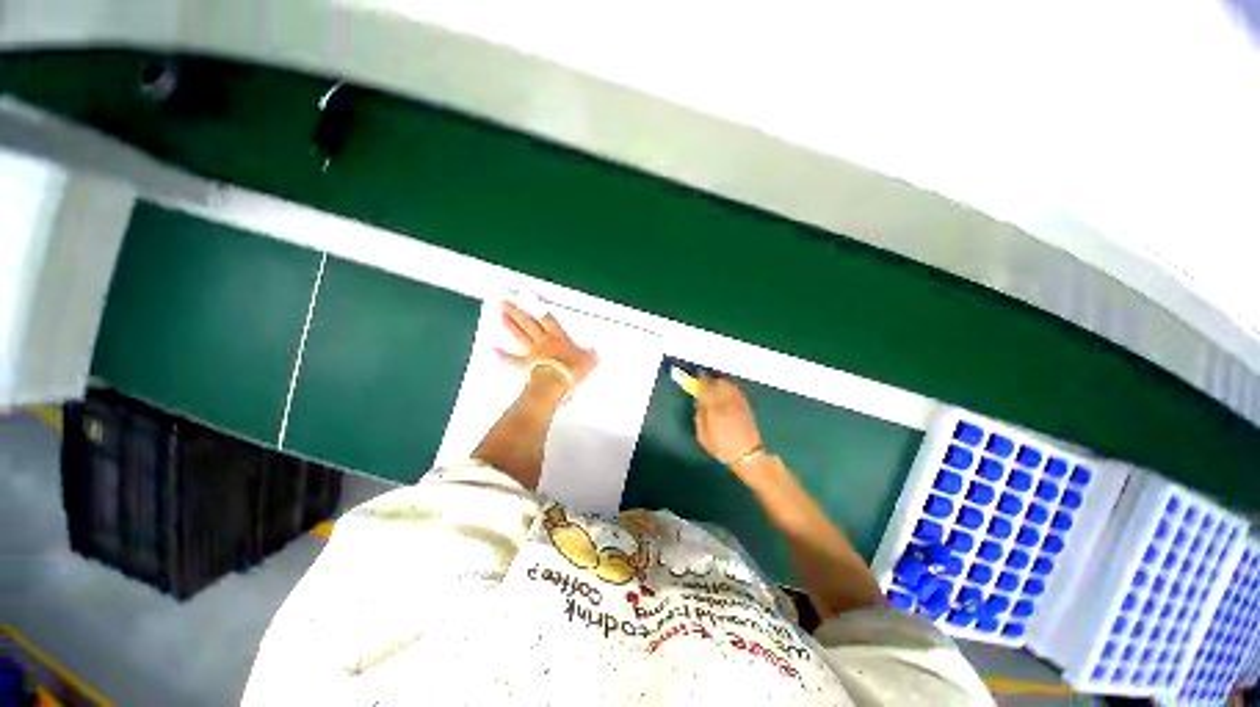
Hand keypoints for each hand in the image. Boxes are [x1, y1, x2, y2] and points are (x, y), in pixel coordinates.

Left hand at [496, 300, 597, 392]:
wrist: (558, 383)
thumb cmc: (573, 370)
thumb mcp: (590, 361)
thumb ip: (591, 355)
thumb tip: (596, 352)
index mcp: (559, 338)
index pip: (549, 320)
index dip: (539, 309)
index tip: (529, 298)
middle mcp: (543, 342)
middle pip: (528, 323)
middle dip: (517, 311)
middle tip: (504, 300)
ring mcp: (532, 353)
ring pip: (519, 336)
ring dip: (509, 324)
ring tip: (499, 313)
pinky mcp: (524, 366)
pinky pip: (511, 359)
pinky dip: (501, 355)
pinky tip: (492, 349)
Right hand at [694, 376, 763, 467]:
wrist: (748, 454)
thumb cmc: (721, 446)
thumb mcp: (702, 434)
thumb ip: (699, 414)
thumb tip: (698, 400)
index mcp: (715, 407)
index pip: (705, 387)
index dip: (698, 381)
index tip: (694, 378)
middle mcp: (727, 400)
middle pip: (717, 382)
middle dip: (709, 381)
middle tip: (703, 384)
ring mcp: (738, 401)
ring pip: (727, 383)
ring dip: (719, 382)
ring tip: (713, 387)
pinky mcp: (746, 404)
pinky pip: (734, 389)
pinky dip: (727, 387)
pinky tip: (724, 393)